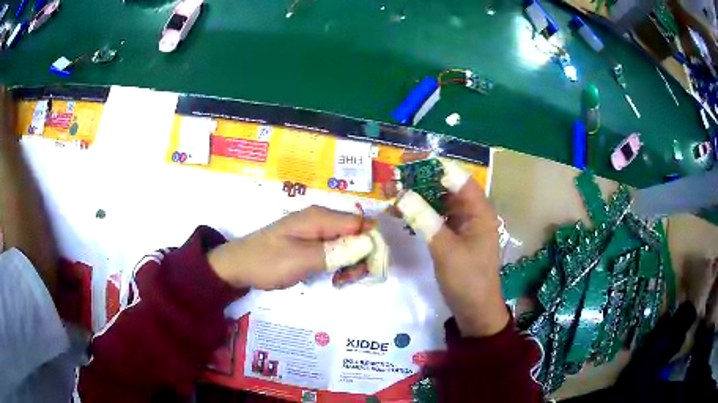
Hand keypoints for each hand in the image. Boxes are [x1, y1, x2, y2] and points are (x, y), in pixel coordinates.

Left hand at [208, 206, 373, 289]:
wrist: (238, 265)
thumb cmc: (267, 261)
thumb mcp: (301, 259)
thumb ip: (336, 251)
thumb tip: (369, 243)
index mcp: (320, 217)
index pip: (361, 223)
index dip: (372, 242)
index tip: (372, 267)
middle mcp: (321, 219)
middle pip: (356, 233)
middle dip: (361, 256)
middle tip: (351, 279)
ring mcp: (315, 230)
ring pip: (348, 242)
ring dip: (351, 262)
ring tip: (341, 281)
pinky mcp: (311, 242)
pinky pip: (335, 249)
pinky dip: (339, 263)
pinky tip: (334, 277)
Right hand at [394, 159, 508, 336]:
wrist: (475, 311)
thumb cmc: (467, 280)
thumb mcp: (446, 250)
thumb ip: (425, 220)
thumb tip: (402, 194)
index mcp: (479, 211)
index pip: (457, 177)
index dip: (433, 165)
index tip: (407, 162)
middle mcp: (472, 213)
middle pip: (447, 186)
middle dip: (421, 180)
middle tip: (393, 178)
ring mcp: (463, 225)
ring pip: (439, 202)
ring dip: (418, 196)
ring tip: (392, 193)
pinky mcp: (454, 237)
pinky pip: (436, 217)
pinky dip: (420, 213)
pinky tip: (402, 213)